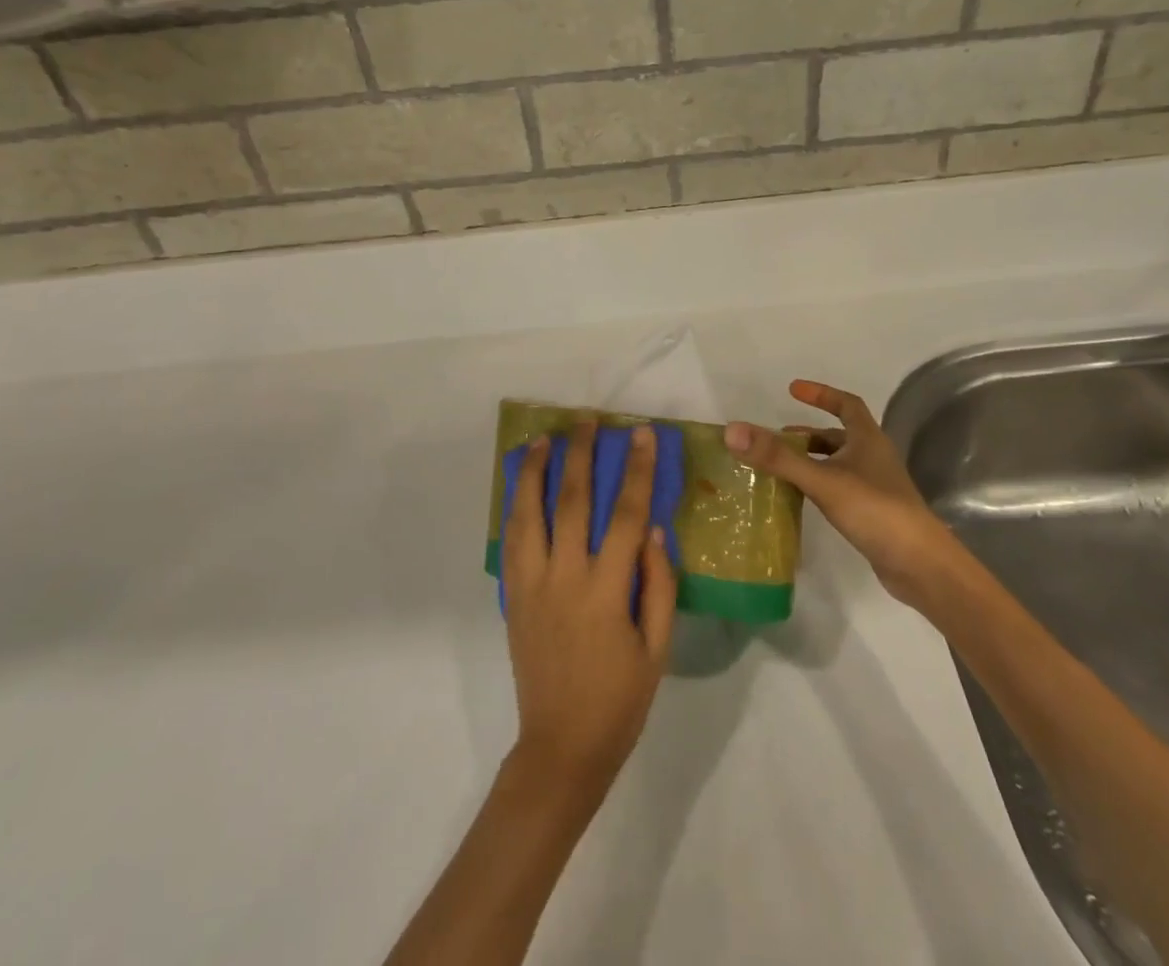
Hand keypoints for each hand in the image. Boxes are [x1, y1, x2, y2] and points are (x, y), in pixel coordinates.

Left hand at [503, 419, 676, 796]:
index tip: (642, 434)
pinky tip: (521, 488)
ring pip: (528, 514)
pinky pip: (511, 541)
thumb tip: (654, 529)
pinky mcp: (512, 597)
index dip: (636, 470)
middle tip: (586, 421)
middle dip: (580, 455)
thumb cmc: (619, 700)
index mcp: (605, 591)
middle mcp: (564, 578)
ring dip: (535, 472)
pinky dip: (515, 507)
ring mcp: (531, 585)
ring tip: (543, 439)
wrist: (561, 748)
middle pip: (571, 501)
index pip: (625, 515)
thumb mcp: (657, 649)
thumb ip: (658, 585)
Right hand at [725, 380, 953, 610]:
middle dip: (808, 434)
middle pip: (839, 435)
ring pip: (838, 464)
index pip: (846, 404)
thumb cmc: (875, 510)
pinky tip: (801, 499)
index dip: (821, 394)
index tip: (792, 390)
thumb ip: (778, 457)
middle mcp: (873, 457)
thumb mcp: (822, 480)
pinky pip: (839, 488)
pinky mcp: (873, 513)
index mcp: (868, 439)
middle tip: (776, 439)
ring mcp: (875, 486)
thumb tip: (733, 430)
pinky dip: (818, 485)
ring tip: (781, 469)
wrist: (920, 565)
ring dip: (811, 461)